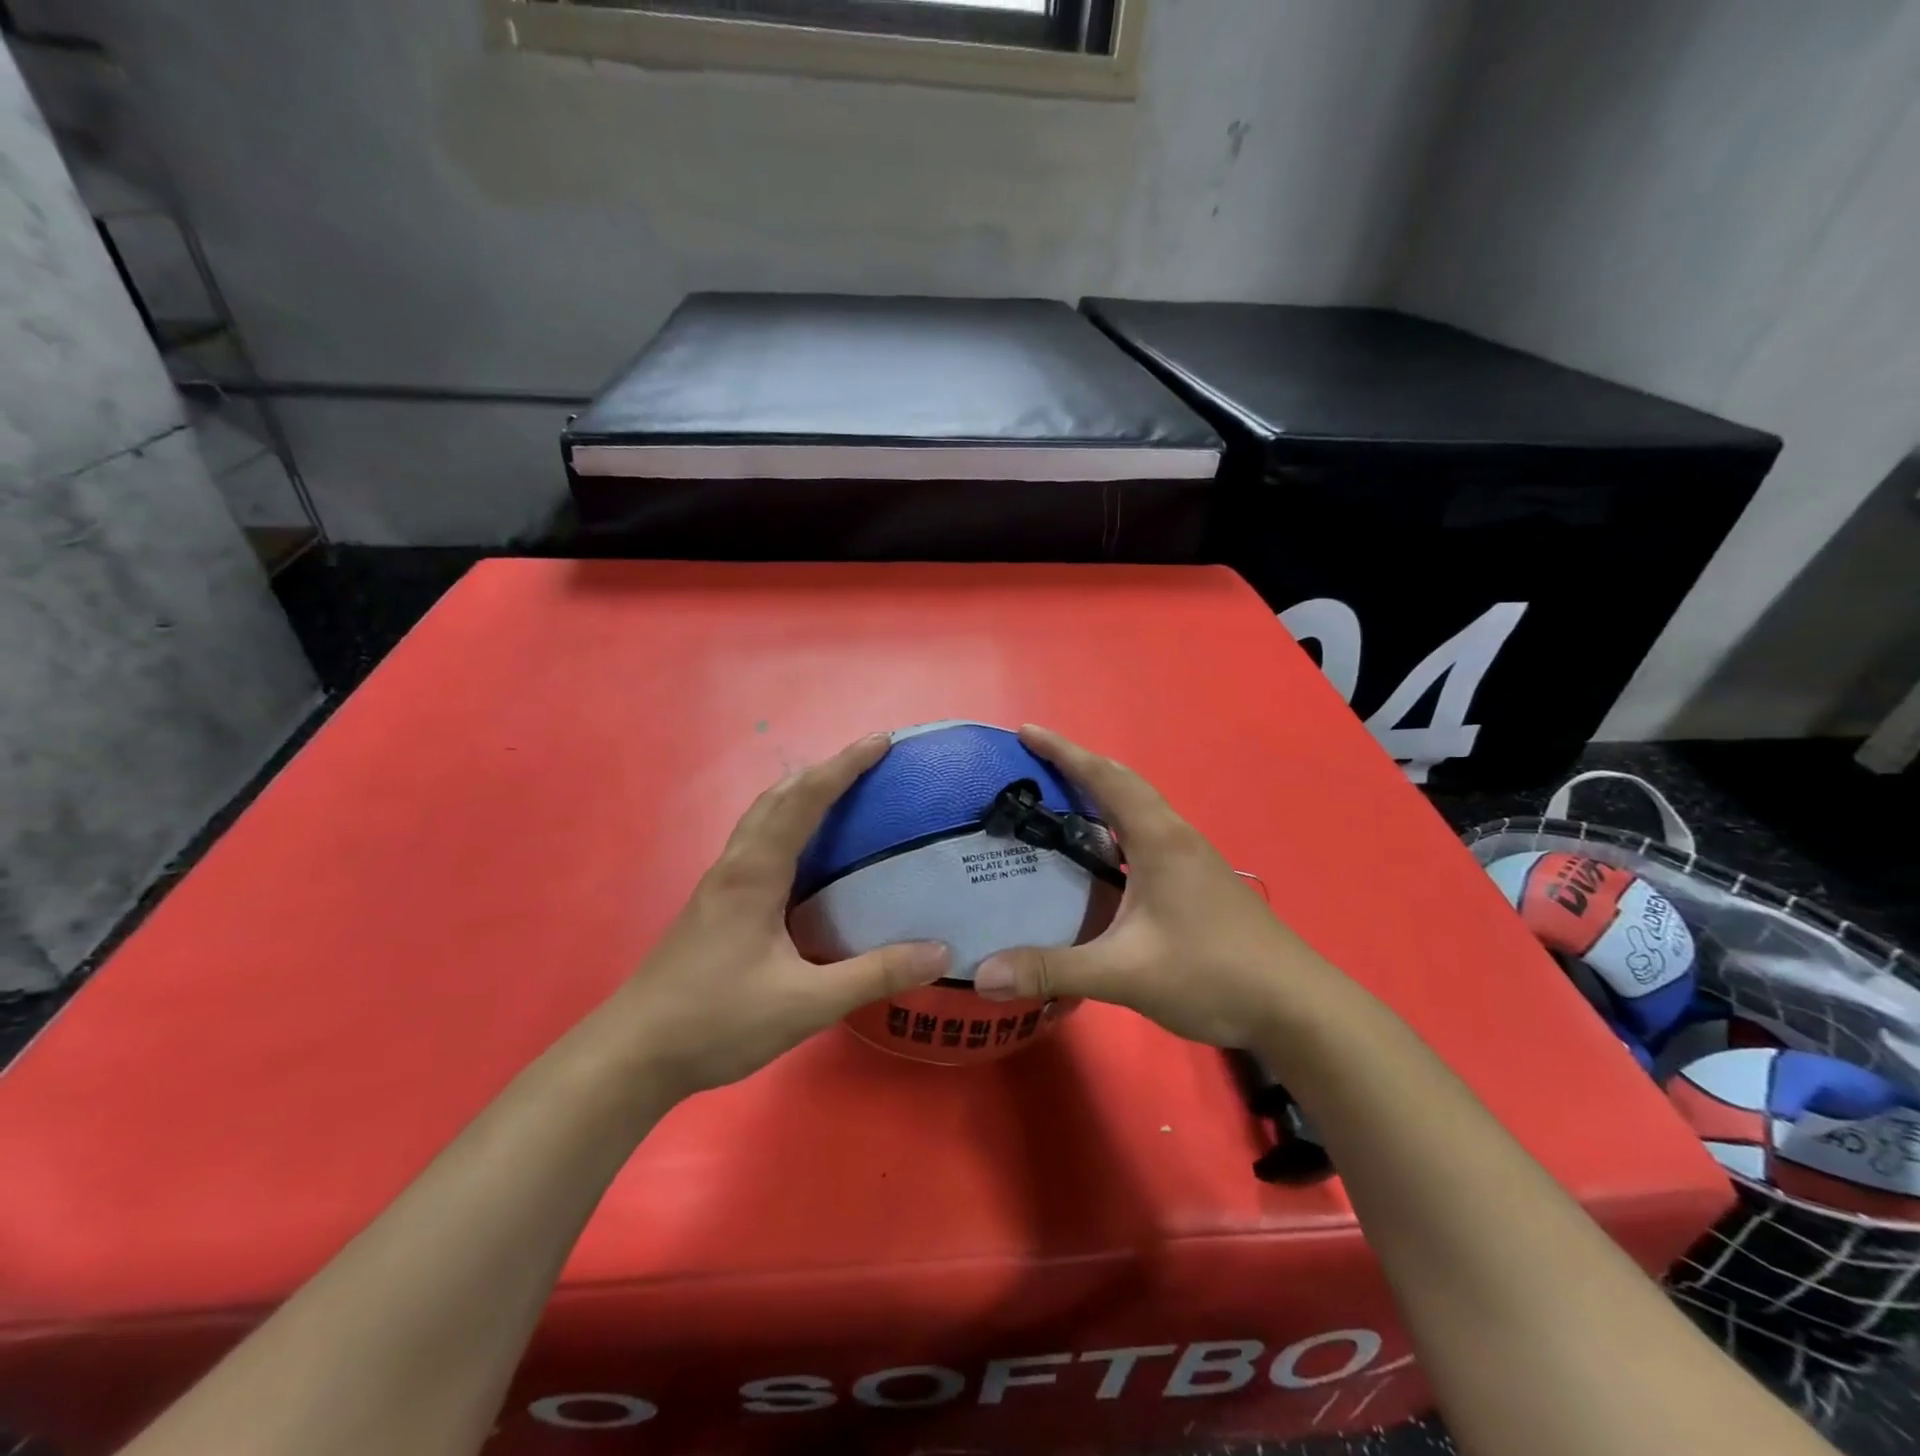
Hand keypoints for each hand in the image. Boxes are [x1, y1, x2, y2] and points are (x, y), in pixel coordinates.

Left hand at [609, 733, 948, 1094]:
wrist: (633, 1055)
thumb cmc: (716, 1020)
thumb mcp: (805, 1003)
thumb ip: (873, 975)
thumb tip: (940, 951)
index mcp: (755, 872)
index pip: (805, 800)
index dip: (845, 766)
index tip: (883, 741)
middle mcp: (736, 865)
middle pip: (780, 796)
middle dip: (825, 770)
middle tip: (870, 763)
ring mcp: (720, 883)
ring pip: (763, 817)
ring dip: (802, 793)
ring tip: (844, 793)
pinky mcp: (716, 904)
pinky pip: (758, 841)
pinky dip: (788, 823)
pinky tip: (807, 854)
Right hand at [973, 725, 1332, 1048]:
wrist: (1295, 1006)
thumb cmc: (1211, 974)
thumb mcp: (1125, 973)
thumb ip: (1053, 970)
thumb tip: (983, 974)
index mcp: (1158, 840)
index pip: (1104, 778)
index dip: (1063, 752)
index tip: (1025, 731)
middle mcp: (1176, 836)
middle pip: (1123, 783)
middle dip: (1078, 765)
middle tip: (1034, 763)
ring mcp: (1192, 858)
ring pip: (1139, 808)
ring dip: (1100, 793)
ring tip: (1058, 801)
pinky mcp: (1198, 880)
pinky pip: (1147, 833)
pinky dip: (1116, 825)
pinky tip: (1101, 855)